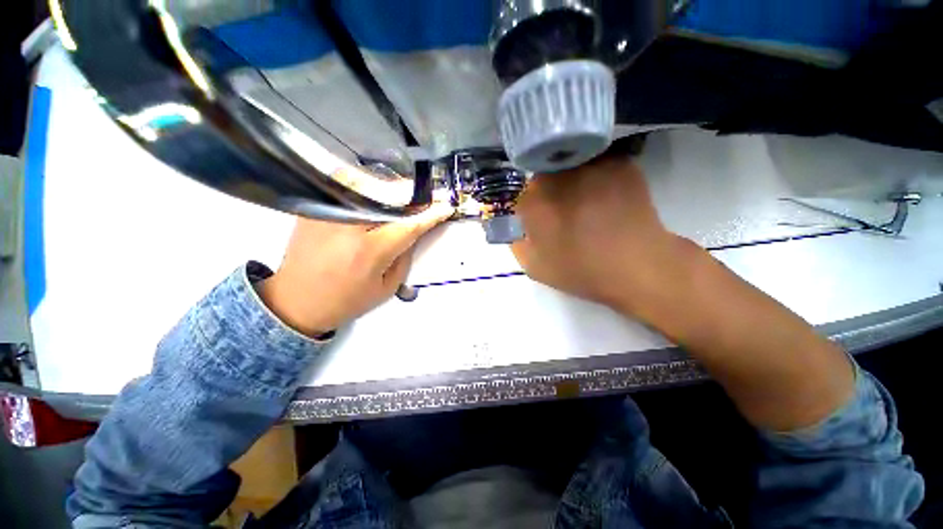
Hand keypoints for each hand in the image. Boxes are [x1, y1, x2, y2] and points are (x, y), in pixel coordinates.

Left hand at [259, 204, 452, 336]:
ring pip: (368, 185)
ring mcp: (329, 213)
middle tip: (430, 194)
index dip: (431, 214)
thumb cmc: (347, 300)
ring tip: (407, 193)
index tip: (446, 206)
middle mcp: (349, 226)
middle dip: (414, 194)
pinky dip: (367, 185)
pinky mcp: (315, 209)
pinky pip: (346, 188)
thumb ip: (404, 256)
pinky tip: (378, 193)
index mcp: (371, 251)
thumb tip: (415, 231)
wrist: (297, 300)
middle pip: (389, 197)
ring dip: (393, 187)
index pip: (410, 224)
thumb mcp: (387, 287)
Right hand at [512, 156, 684, 313]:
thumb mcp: (535, 267)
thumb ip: (517, 242)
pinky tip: (606, 195)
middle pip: (544, 174)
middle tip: (564, 210)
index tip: (541, 220)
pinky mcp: (619, 164)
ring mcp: (590, 165)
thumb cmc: (581, 270)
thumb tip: (516, 225)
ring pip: (571, 164)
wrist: (637, 266)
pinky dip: (597, 175)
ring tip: (586, 201)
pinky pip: (598, 163)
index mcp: (535, 202)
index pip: (522, 194)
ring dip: (572, 179)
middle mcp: (559, 176)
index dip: (531, 208)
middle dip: (548, 190)